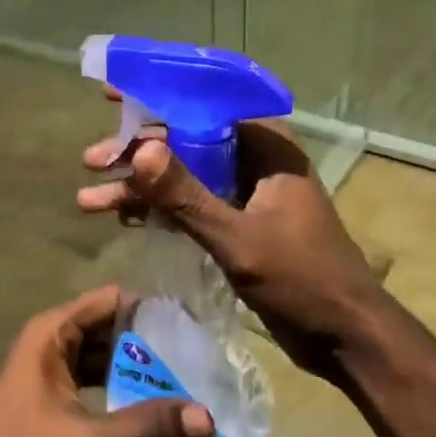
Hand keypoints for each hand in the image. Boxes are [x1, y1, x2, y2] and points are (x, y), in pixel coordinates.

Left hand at [0, 286, 212, 436]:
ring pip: (96, 357)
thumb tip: (207, 416)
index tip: (190, 328)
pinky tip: (144, 413)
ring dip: (130, 371)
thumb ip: (147, 424)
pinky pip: (85, 381)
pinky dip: (112, 391)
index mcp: (52, 333)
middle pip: (105, 328)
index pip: (110, 300)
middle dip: (146, 344)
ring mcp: (41, 370)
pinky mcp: (41, 398)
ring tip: (180, 386)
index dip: (149, 309)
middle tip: (194, 361)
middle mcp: (46, 341)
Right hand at [77, 113, 394, 382]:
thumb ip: (187, 196)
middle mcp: (256, 160)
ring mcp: (248, 192)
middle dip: (138, 153)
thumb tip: (140, 150)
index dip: (157, 97)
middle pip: (187, 141)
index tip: (114, 98)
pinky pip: (193, 203)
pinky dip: (161, 209)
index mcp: (267, 147)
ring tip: (89, 200)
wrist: (346, 338)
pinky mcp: (241, 222)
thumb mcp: (237, 238)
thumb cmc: (302, 280)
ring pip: (185, 175)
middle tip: (91, 161)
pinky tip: (124, 218)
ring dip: (142, 186)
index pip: (204, 105)